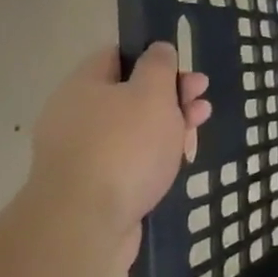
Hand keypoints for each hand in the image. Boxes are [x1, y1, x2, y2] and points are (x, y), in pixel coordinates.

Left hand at [29, 43, 211, 260]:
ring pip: (133, 130)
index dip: (153, 57)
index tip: (183, 69)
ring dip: (169, 126)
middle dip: (171, 95)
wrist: (84, 226)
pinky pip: (128, 161)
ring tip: (198, 130)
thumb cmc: (124, 146)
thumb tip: (158, 50)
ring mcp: (82, 154)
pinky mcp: (92, 188)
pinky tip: (177, 162)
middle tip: (201, 100)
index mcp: (84, 86)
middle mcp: (76, 116)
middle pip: (130, 94)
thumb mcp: (152, 93)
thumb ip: (159, 66)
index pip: (117, 55)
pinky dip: (153, 158)